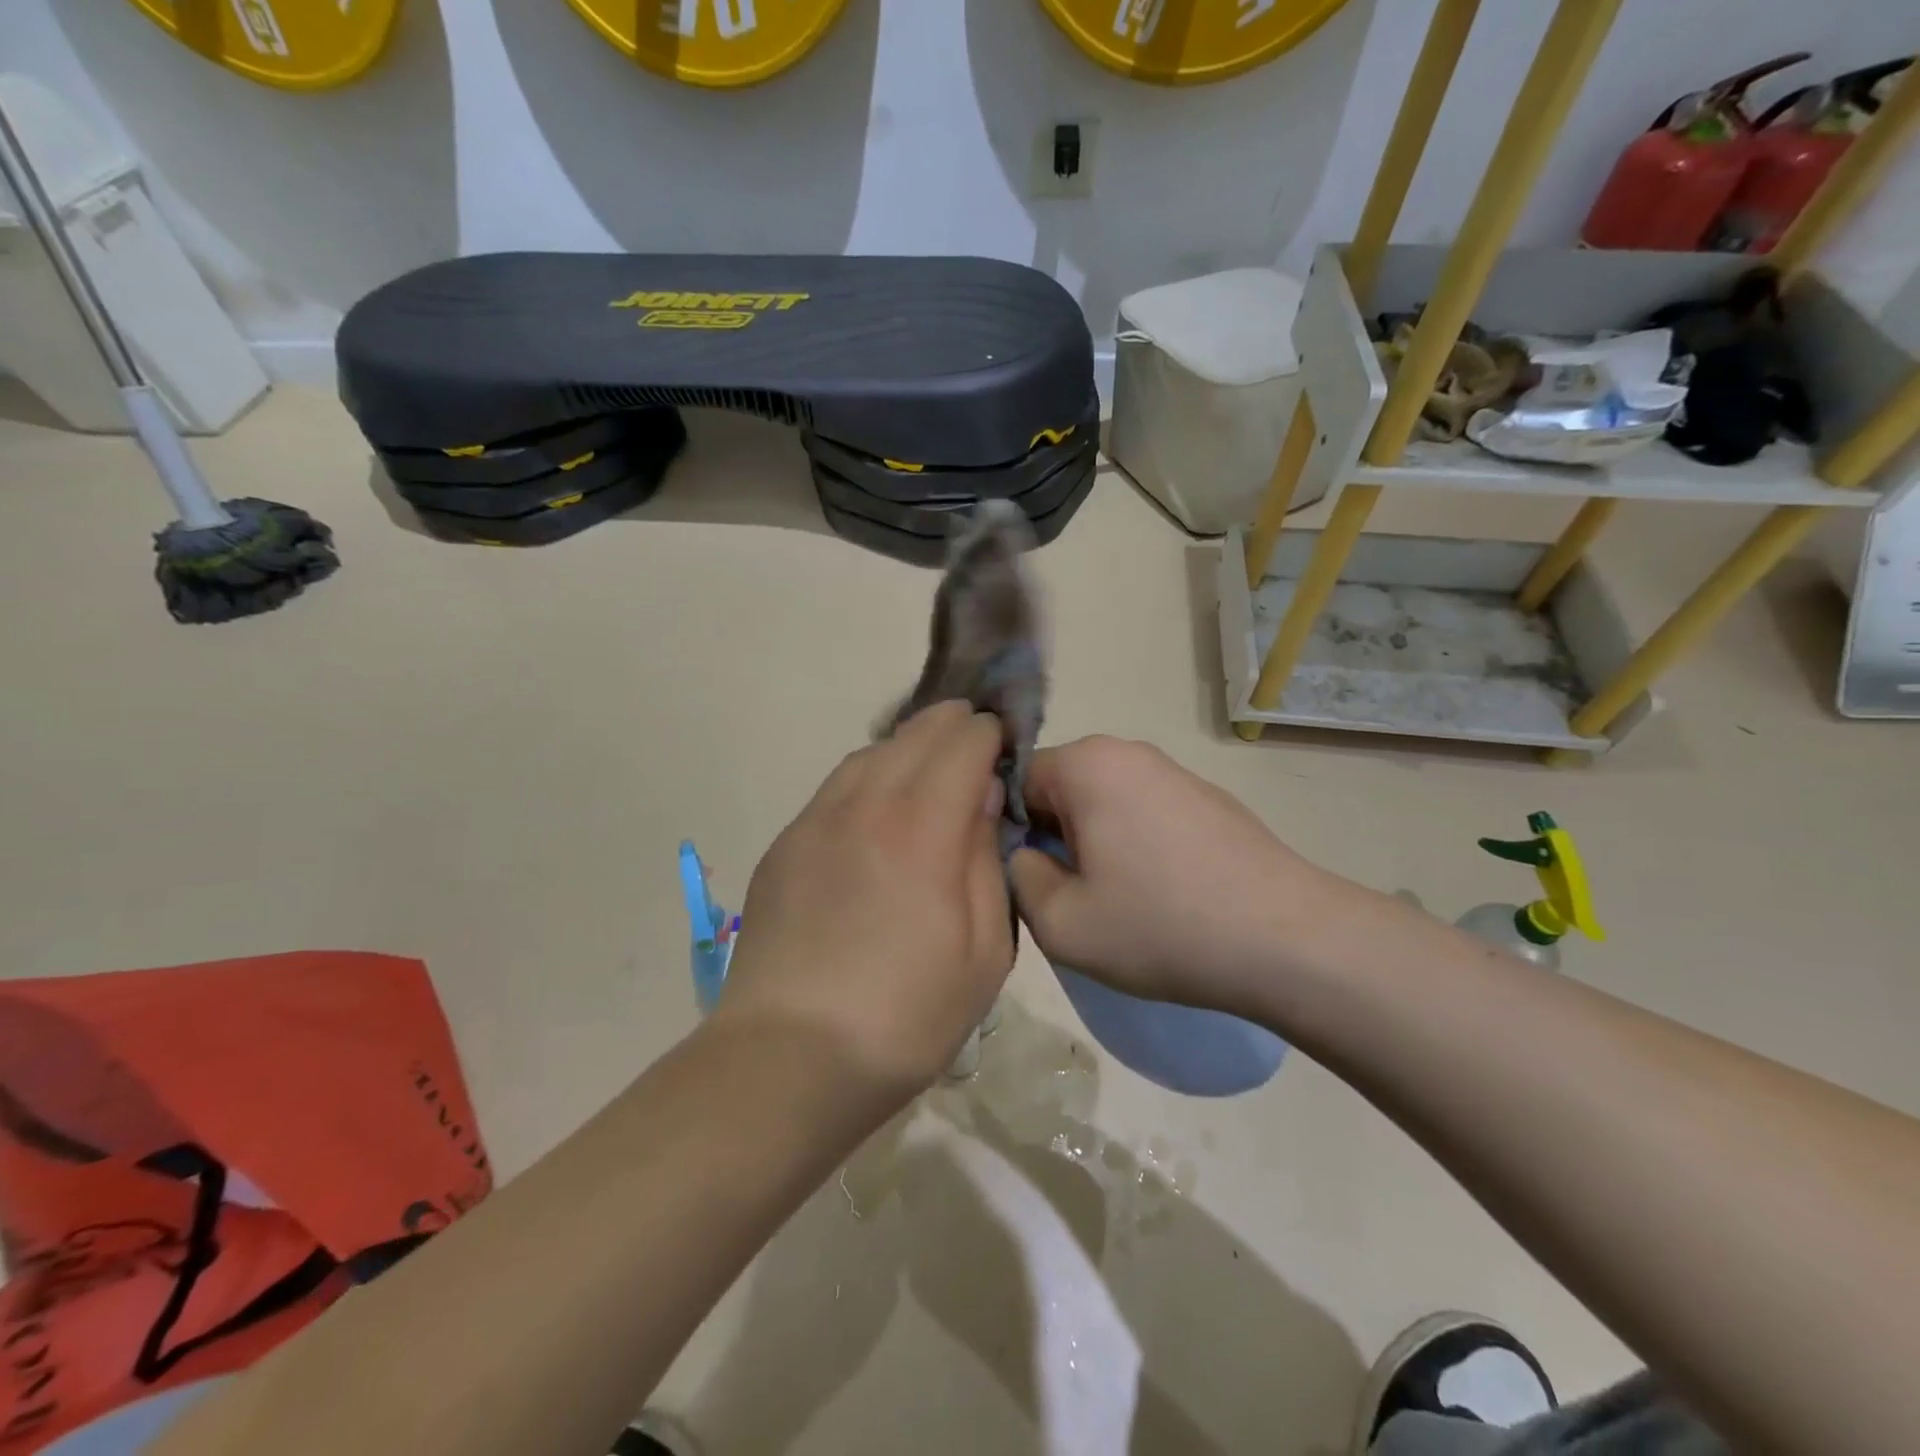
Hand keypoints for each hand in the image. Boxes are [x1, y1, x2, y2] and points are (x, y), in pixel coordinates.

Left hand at [713, 702, 1014, 1095]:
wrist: (790, 1056)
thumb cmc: (906, 1015)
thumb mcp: (984, 950)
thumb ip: (986, 859)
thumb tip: (981, 798)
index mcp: (922, 828)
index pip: (963, 744)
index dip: (990, 735)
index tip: (1004, 748)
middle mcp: (866, 804)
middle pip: (914, 734)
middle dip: (952, 727)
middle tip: (974, 745)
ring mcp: (816, 820)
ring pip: (870, 753)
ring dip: (907, 748)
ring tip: (928, 770)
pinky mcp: (786, 844)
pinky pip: (836, 787)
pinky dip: (868, 777)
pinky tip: (877, 810)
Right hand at [1008, 736, 1344, 1014]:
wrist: (1287, 941)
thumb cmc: (1160, 926)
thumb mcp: (1060, 922)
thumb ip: (1018, 876)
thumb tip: (1026, 855)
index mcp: (1088, 763)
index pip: (1016, 780)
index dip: (1011, 830)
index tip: (1031, 878)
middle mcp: (1129, 752)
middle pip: (1062, 789)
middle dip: (1056, 837)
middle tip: (1071, 897)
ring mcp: (1176, 772)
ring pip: (1105, 803)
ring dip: (1097, 845)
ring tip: (1119, 902)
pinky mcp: (1209, 800)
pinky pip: (1147, 814)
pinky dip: (1138, 847)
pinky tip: (1163, 896)